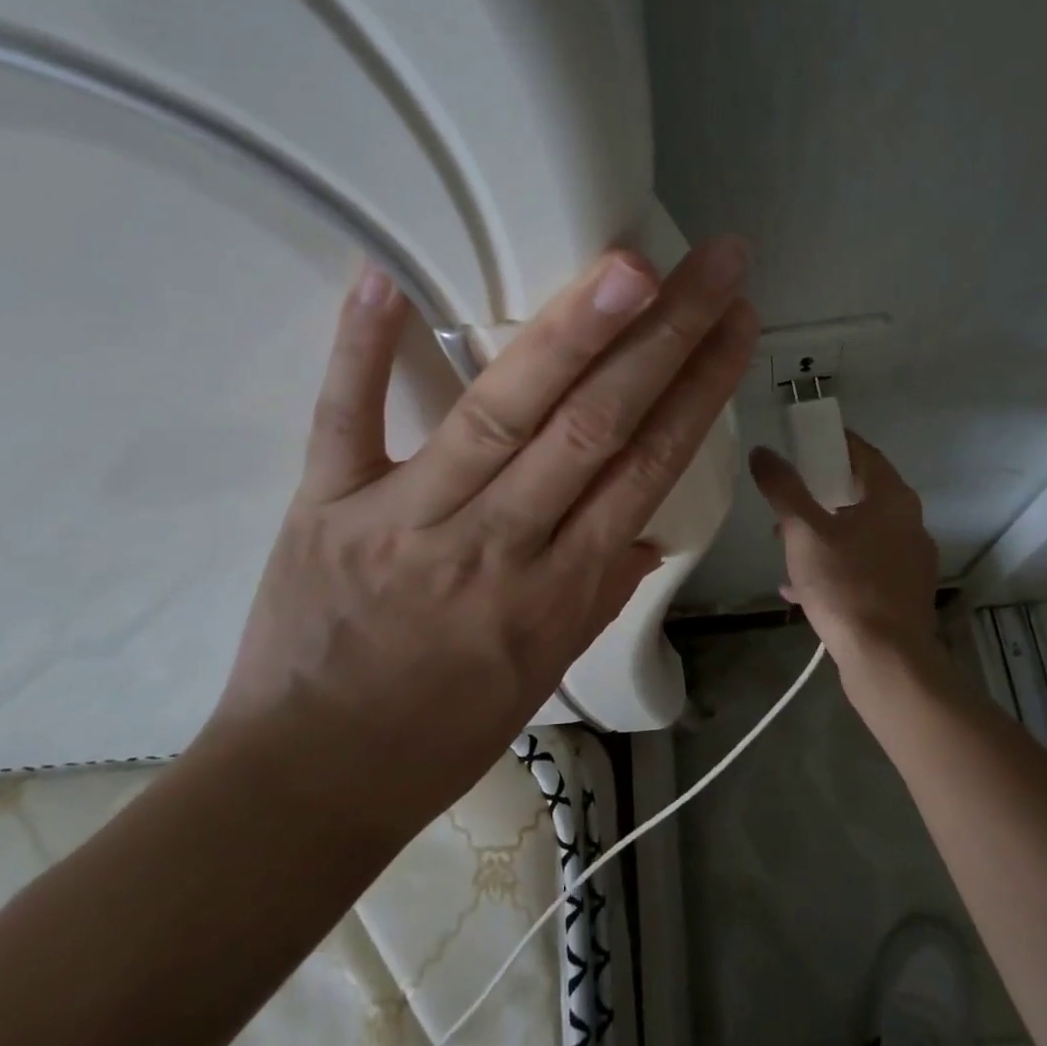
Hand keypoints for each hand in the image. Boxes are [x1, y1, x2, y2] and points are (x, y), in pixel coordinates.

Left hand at [213, 239, 756, 831]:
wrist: (309, 783)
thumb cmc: (440, 734)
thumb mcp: (543, 673)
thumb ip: (599, 590)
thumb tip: (648, 526)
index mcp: (557, 592)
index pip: (648, 469)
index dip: (700, 390)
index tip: (737, 322)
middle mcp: (496, 546)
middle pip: (594, 426)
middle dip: (664, 337)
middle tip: (712, 262)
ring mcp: (406, 520)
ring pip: (503, 413)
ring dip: (570, 333)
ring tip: (627, 265)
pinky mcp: (326, 506)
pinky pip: (344, 417)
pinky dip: (362, 346)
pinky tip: (387, 274)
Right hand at [749, 433, 939, 674]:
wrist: (886, 660)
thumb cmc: (846, 585)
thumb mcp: (804, 532)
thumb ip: (782, 489)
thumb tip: (763, 451)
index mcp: (892, 498)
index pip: (861, 452)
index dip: (829, 444)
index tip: (798, 445)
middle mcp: (909, 523)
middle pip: (859, 493)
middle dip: (818, 496)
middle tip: (784, 501)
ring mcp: (909, 560)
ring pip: (859, 533)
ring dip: (822, 534)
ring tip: (784, 546)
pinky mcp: (902, 593)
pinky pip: (863, 567)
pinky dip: (833, 567)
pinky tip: (799, 588)